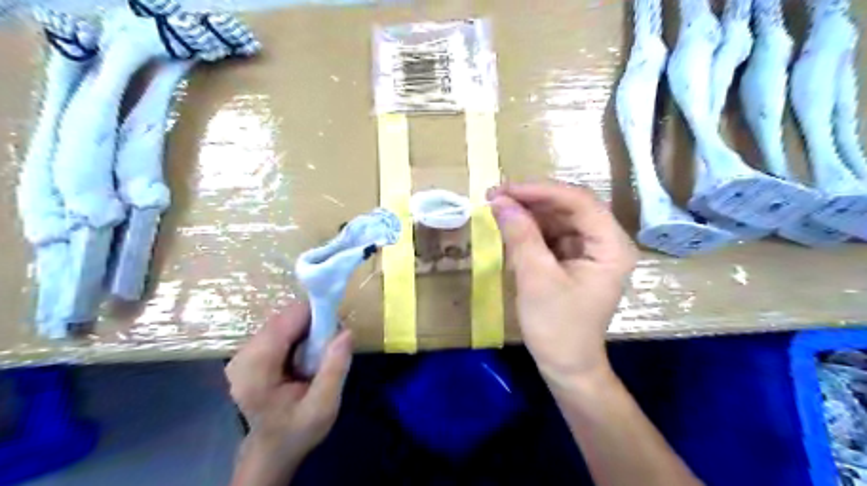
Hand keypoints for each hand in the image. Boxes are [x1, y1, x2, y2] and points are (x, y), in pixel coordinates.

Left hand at [226, 302, 355, 483]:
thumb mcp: (323, 406)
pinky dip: (298, 336)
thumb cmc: (297, 431)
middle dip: (312, 325)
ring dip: (306, 330)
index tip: (337, 328)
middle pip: (284, 319)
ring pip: (282, 322)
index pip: (286, 320)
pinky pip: (279, 330)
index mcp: (255, 369)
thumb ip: (335, 368)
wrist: (272, 450)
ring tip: (320, 353)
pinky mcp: (249, 354)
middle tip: (331, 345)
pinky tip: (305, 356)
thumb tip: (346, 331)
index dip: (315, 316)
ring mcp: (243, 354)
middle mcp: (242, 356)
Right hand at [486, 183, 634, 391]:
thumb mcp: (536, 278)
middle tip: (495, 196)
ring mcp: (590, 250)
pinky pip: (552, 234)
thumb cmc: (557, 326)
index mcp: (611, 246)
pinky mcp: (574, 259)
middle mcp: (605, 241)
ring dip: (528, 212)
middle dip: (532, 200)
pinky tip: (510, 227)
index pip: (579, 202)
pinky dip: (530, 229)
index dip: (540, 191)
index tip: (505, 190)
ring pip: (558, 218)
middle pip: (569, 206)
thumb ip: (520, 236)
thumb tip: (499, 201)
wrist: (565, 365)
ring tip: (497, 208)